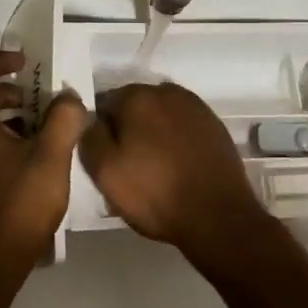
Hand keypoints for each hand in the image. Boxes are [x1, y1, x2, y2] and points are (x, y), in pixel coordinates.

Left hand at [0, 49, 87, 277]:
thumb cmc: (19, 206)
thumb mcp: (51, 159)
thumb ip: (64, 120)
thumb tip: (69, 98)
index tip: (25, 61)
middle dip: (8, 90)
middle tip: (40, 98)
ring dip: (7, 115)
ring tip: (41, 129)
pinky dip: (0, 136)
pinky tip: (28, 159)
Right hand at [78, 82, 268, 257]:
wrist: (217, 216)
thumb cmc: (155, 193)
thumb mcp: (105, 171)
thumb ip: (89, 136)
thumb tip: (91, 118)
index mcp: (137, 96)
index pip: (104, 103)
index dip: (100, 130)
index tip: (104, 156)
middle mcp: (167, 91)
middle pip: (134, 106)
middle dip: (127, 128)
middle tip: (127, 164)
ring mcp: (195, 107)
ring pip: (160, 115)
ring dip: (152, 132)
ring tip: (153, 167)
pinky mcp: (214, 125)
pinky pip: (182, 126)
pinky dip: (175, 139)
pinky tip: (176, 165)